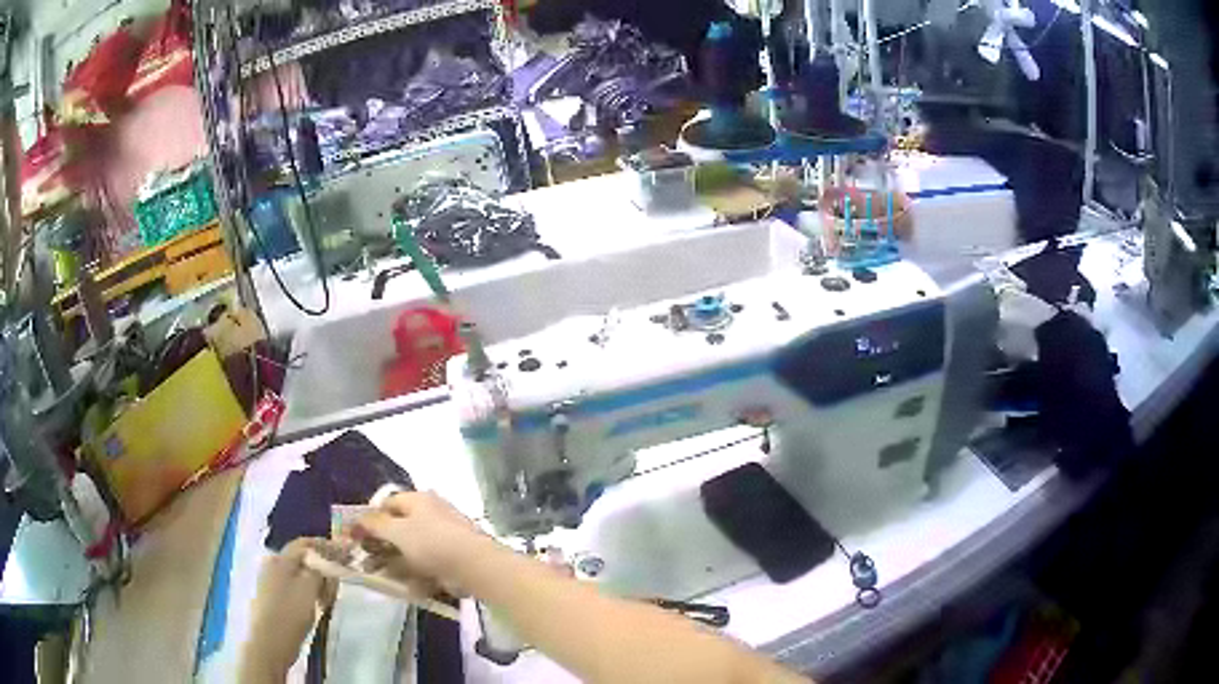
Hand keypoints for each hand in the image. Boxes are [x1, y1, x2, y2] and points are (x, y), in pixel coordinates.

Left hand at [241, 539, 333, 680]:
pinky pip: (295, 589)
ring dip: (317, 581)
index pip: (304, 544)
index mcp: (280, 560)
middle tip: (341, 576)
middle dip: (322, 565)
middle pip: (302, 559)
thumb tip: (326, 559)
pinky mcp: (274, 600)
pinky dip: (309, 592)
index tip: (345, 552)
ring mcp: (271, 584)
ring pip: (299, 576)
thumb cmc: (289, 613)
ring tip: (332, 594)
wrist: (269, 643)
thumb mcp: (309, 589)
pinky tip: (318, 604)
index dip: (325, 545)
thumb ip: (319, 570)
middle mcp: (273, 567)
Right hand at [351, 491, 489, 597]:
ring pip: (413, 548)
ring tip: (380, 574)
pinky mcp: (452, 557)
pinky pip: (427, 563)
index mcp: (419, 500)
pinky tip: (404, 585)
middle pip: (400, 526)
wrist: (474, 566)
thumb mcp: (397, 531)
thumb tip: (358, 518)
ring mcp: (444, 536)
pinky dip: (415, 572)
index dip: (371, 518)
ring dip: (396, 561)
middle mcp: (432, 513)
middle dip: (383, 543)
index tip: (358, 536)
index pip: (389, 503)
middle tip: (366, 558)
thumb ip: (375, 524)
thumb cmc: (432, 542)